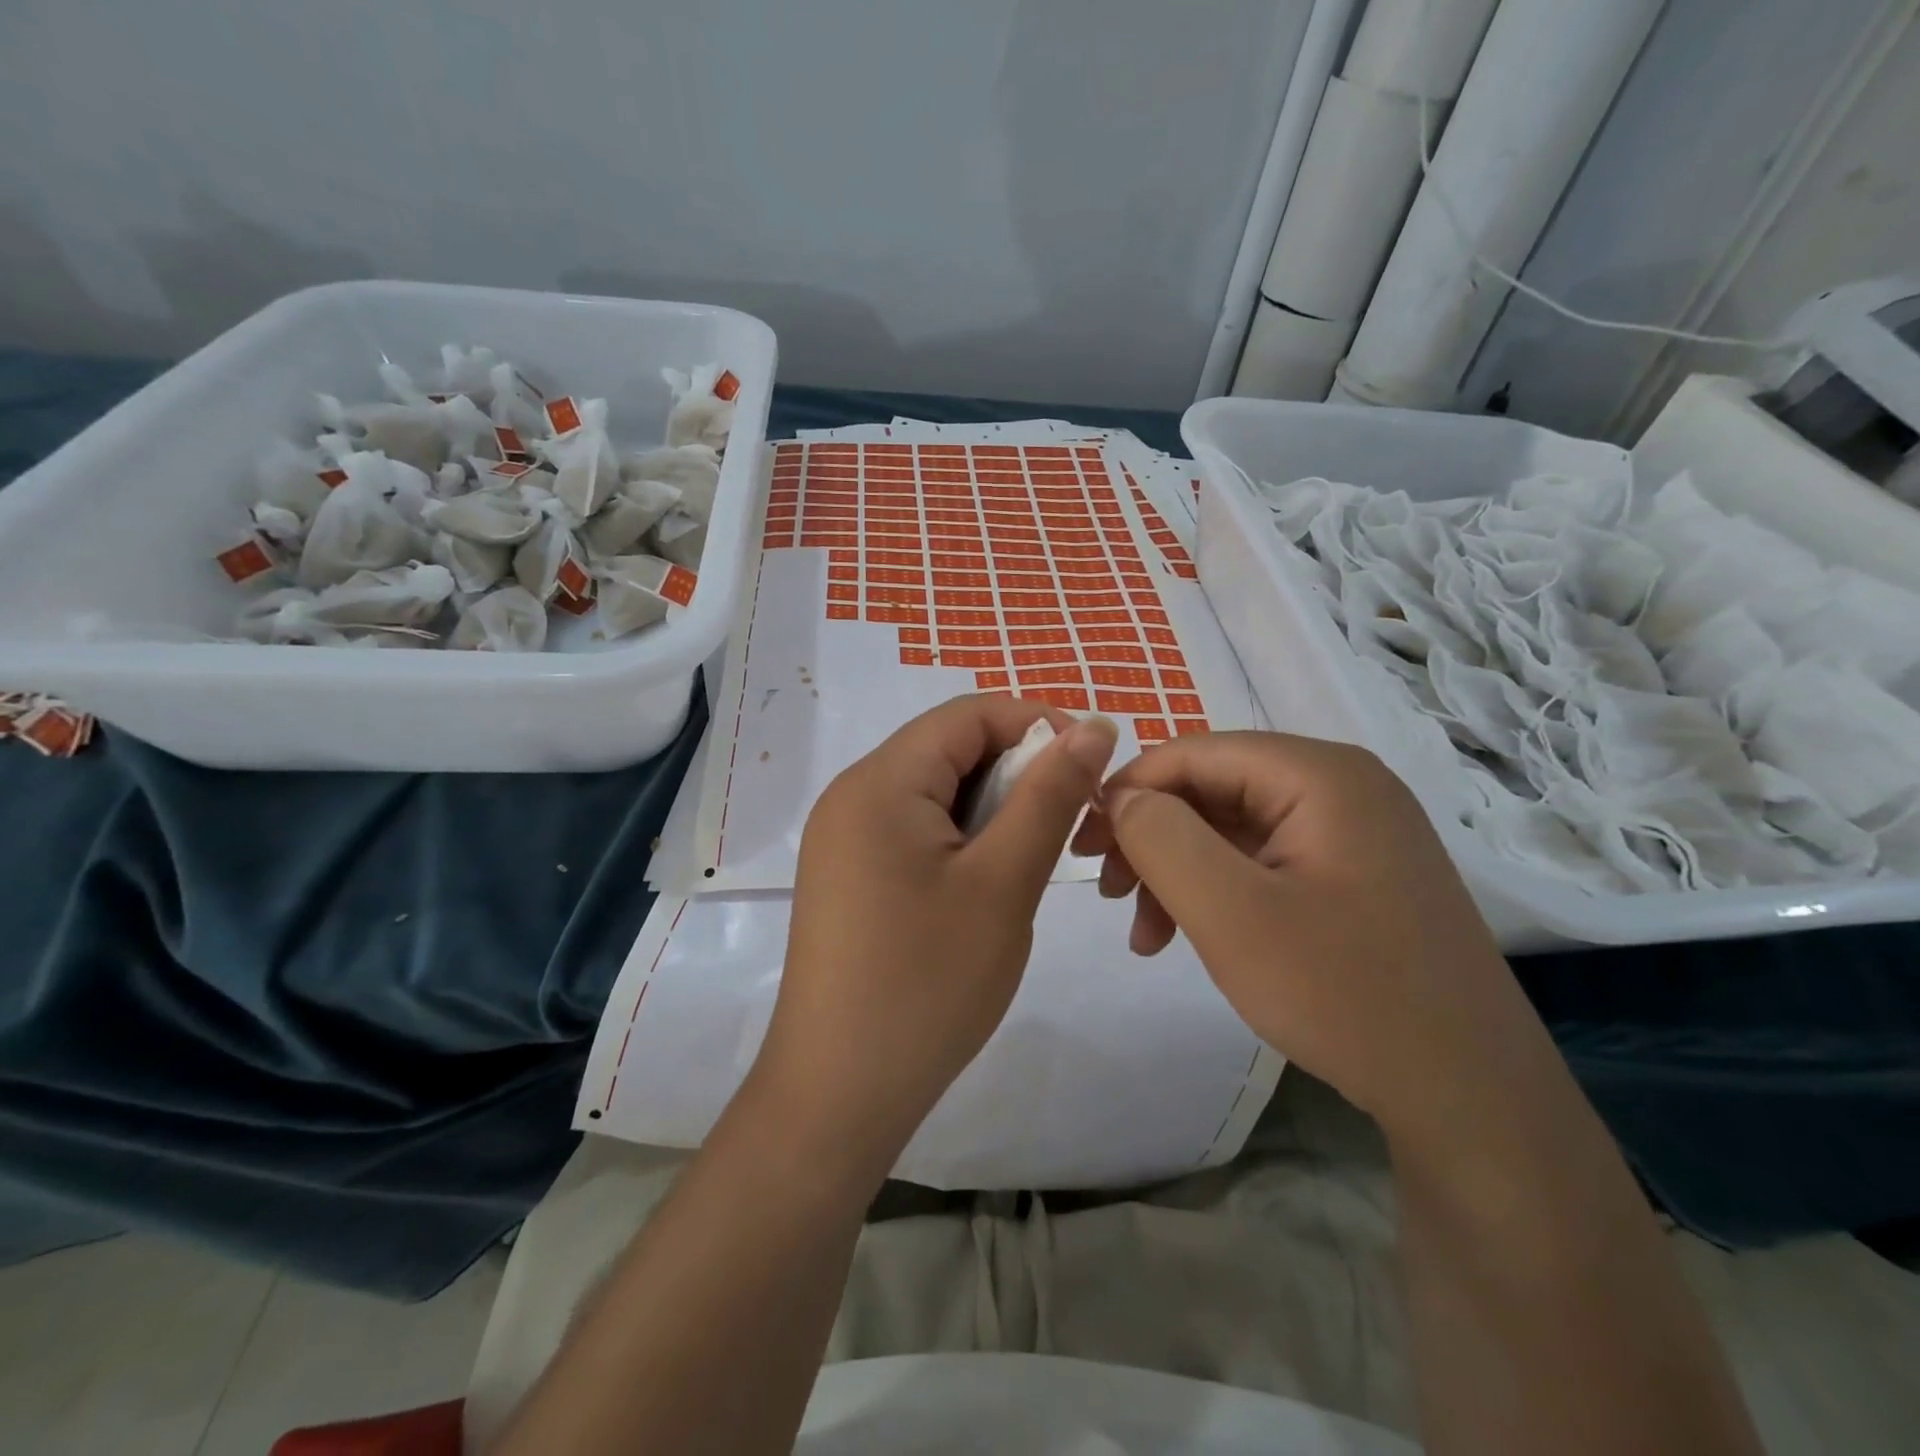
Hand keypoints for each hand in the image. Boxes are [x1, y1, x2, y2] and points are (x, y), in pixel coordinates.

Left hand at [751, 695, 1118, 1177]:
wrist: (839, 1094)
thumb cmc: (927, 984)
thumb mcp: (1003, 882)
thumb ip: (1049, 795)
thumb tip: (1095, 726)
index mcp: (880, 781)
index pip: (968, 714)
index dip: (1037, 724)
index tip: (1092, 768)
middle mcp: (853, 795)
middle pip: (949, 749)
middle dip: (1017, 770)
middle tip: (1070, 824)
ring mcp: (844, 837)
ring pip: (936, 791)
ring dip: (993, 809)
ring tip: (1032, 860)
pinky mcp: (850, 875)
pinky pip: (915, 829)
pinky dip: (962, 838)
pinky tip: (988, 883)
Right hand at [1071, 732, 1546, 1139]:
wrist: (1470, 1098)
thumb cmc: (1344, 994)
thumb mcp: (1230, 913)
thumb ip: (1160, 837)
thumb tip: (1119, 796)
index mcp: (1319, 773)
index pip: (1193, 753)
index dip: (1128, 791)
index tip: (1082, 846)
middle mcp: (1341, 785)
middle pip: (1212, 789)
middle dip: (1151, 839)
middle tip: (1110, 896)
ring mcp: (1353, 830)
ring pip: (1231, 827)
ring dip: (1177, 871)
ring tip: (1145, 934)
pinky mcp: (1354, 873)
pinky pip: (1263, 860)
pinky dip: (1216, 890)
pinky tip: (1189, 935)